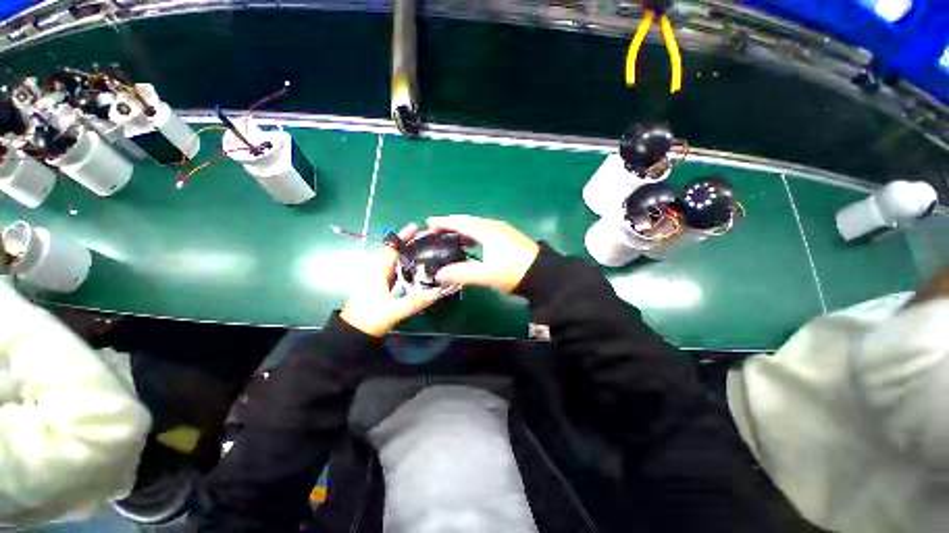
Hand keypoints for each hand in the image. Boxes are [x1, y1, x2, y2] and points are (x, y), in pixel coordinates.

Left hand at [340, 224, 446, 336]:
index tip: (417, 226)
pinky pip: (396, 269)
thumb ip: (415, 302)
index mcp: (377, 271)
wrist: (352, 333)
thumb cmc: (368, 319)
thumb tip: (438, 291)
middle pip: (394, 250)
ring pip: (395, 259)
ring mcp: (379, 278)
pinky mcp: (381, 285)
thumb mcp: (392, 311)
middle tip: (429, 237)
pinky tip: (418, 267)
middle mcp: (377, 270)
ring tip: (427, 248)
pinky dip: (407, 263)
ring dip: (409, 252)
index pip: (391, 248)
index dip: (403, 236)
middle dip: (410, 242)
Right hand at [427, 215, 539, 292]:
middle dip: (451, 222)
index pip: (460, 222)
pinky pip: (484, 229)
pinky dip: (472, 232)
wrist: (543, 273)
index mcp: (486, 231)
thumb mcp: (486, 274)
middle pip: (468, 220)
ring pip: (477, 224)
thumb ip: (461, 273)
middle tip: (436, 228)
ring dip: (462, 227)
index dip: (444, 222)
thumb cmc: (513, 272)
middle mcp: (493, 226)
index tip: (429, 222)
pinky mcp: (507, 236)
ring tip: (449, 234)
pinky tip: (471, 241)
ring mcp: (502, 230)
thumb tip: (438, 275)